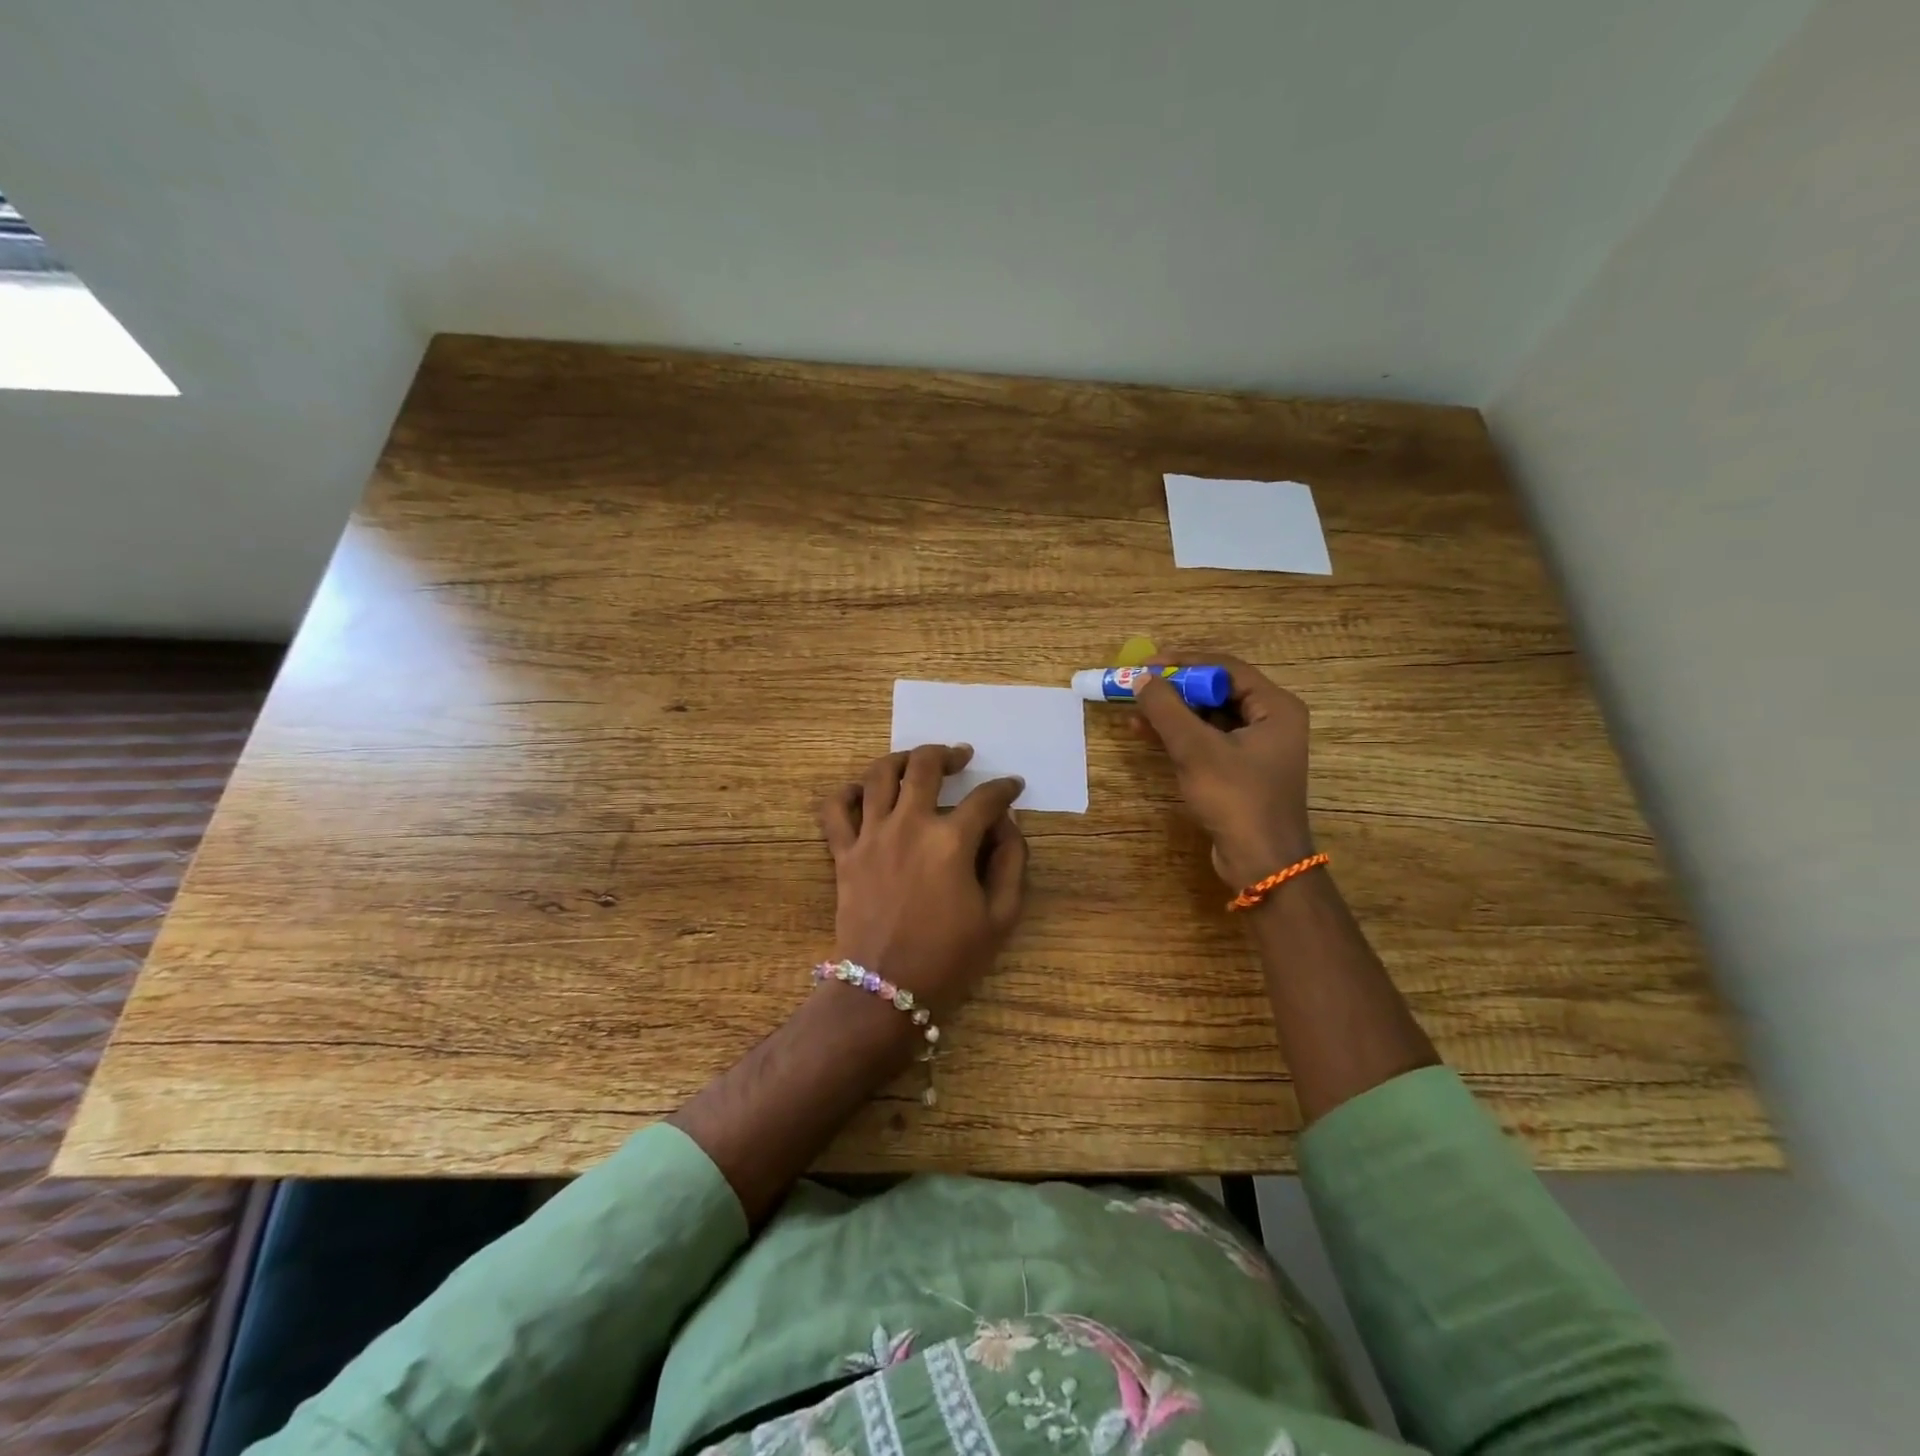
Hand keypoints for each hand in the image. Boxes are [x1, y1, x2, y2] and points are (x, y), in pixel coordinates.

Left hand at [818, 744, 1027, 1013]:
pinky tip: (862, 791)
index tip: (1013, 786)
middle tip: (962, 757)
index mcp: (951, 842)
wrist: (886, 991)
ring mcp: (871, 836)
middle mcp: (909, 825)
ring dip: (901, 759)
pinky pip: (835, 809)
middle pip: (925, 766)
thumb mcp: (1000, 917)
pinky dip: (846, 792)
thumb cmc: (949, 959)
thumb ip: (1011, 863)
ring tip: (915, 762)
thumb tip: (1007, 824)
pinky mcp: (844, 853)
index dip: (1004, 788)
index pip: (985, 799)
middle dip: (948, 754)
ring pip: (879, 774)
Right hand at [1133, 655, 1314, 887]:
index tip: (1145, 665)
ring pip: (1209, 716)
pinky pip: (1208, 739)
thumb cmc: (1236, 798)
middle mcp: (1271, 720)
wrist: (1261, 862)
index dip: (1184, 662)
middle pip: (1217, 690)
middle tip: (1138, 685)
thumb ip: (1166, 709)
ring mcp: (1256, 746)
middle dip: (1175, 687)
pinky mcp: (1241, 769)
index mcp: (1276, 707)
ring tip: (1134, 708)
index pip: (1226, 668)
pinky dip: (1180, 734)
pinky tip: (1146, 732)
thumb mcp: (1196, 750)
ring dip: (1173, 711)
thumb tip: (1139, 678)